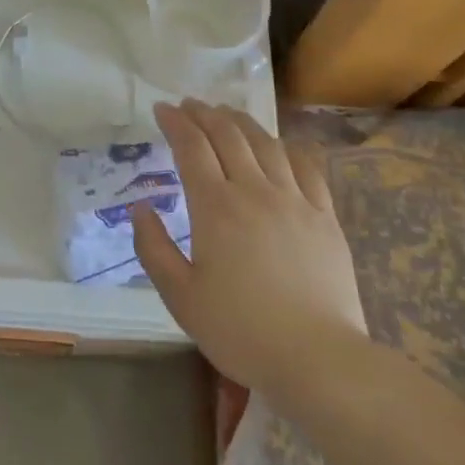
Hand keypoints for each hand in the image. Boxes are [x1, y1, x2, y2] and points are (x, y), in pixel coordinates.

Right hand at [133, 100, 367, 396]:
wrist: (317, 358)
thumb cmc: (240, 330)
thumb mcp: (181, 298)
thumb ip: (154, 249)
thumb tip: (140, 208)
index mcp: (216, 207)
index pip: (191, 147)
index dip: (175, 123)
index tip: (162, 109)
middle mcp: (254, 190)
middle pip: (227, 135)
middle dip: (204, 114)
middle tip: (189, 105)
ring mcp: (294, 199)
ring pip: (265, 143)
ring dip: (241, 122)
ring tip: (227, 113)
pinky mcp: (324, 215)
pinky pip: (306, 166)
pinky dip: (287, 147)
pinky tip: (279, 144)